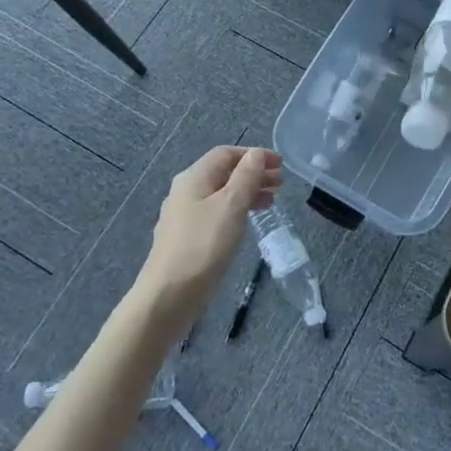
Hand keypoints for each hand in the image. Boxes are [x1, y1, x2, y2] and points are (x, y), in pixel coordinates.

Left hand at [138, 146, 281, 323]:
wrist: (169, 296)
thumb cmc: (203, 245)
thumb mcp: (231, 206)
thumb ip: (246, 177)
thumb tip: (255, 154)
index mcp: (194, 178)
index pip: (226, 154)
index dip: (254, 155)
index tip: (280, 164)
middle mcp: (186, 192)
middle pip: (223, 173)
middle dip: (253, 174)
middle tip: (281, 184)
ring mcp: (184, 217)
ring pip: (221, 195)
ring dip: (247, 193)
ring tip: (271, 202)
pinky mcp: (187, 239)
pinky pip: (216, 214)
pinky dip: (236, 211)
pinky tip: (247, 223)